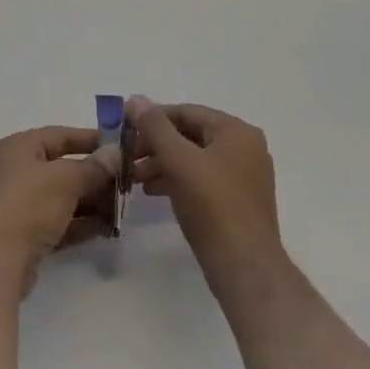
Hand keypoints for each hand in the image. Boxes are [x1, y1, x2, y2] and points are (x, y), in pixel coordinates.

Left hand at [0, 126, 118, 296]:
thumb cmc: (29, 204)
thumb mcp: (65, 179)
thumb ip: (93, 167)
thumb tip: (115, 153)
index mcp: (18, 147)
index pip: (59, 135)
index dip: (90, 139)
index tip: (120, 147)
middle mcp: (16, 171)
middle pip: (62, 167)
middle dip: (94, 175)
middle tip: (126, 182)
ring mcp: (19, 204)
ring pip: (62, 197)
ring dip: (91, 202)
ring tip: (122, 208)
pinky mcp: (25, 235)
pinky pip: (59, 222)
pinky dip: (81, 224)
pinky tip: (107, 229)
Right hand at [128, 96, 281, 289]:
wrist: (245, 269)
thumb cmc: (212, 206)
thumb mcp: (178, 160)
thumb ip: (155, 126)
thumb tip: (136, 99)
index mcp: (236, 131)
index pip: (187, 112)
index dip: (152, 118)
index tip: (124, 130)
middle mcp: (245, 147)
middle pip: (190, 135)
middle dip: (156, 144)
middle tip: (127, 156)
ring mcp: (244, 176)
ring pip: (194, 158)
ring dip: (163, 163)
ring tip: (135, 177)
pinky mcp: (238, 201)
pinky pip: (203, 179)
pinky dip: (178, 180)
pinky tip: (154, 191)